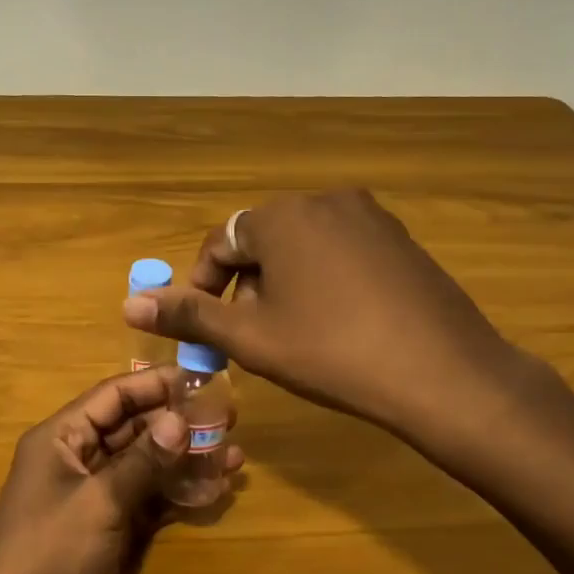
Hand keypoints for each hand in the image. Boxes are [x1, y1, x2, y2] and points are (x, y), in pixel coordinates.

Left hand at [0, 368, 243, 573]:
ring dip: (186, 459)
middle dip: (178, 423)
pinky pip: (152, 498)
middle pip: (134, 427)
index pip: (112, 396)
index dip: (154, 385)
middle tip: (228, 418)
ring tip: (235, 455)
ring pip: (149, 464)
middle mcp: (80, 458)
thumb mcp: (98, 500)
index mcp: (62, 438)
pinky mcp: (115, 526)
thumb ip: (142, 460)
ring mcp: (99, 494)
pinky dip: (180, 493)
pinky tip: (217, 488)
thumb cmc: (50, 550)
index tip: (200, 380)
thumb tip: (181, 419)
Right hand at [122, 190, 528, 453]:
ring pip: (303, 247)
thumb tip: (129, 302)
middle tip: (256, 339)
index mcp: (281, 216)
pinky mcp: (401, 239)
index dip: (203, 287)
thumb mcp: (250, 337)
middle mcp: (325, 200)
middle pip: (263, 242)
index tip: (207, 329)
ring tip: (297, 335)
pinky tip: (340, 325)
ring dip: (285, 285)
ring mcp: (370, 217)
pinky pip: (342, 252)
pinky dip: (325, 281)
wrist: (443, 373)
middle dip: (248, 288)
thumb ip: (188, 314)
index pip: (221, 243)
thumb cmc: (332, 353)